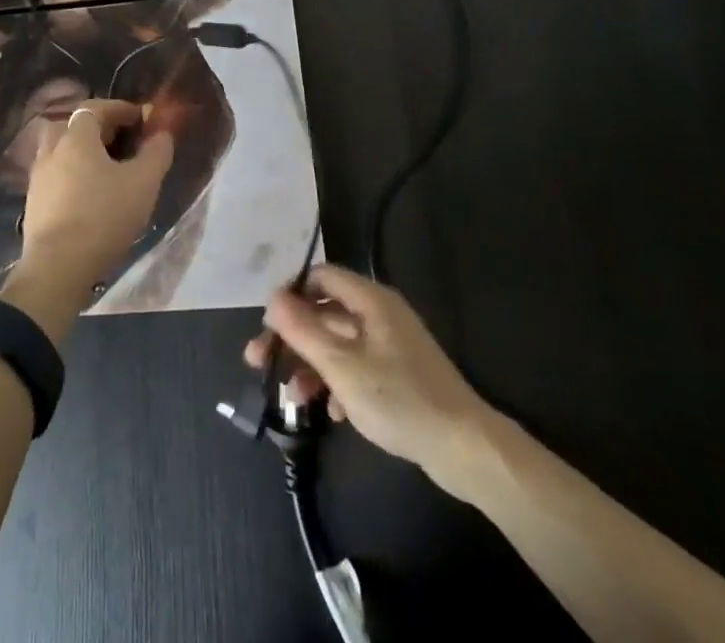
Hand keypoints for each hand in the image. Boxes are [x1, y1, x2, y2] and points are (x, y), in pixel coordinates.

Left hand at [20, 99, 173, 290]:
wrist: (57, 267)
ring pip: (61, 151)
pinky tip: (89, 194)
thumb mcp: (143, 183)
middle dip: (98, 128)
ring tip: (106, 170)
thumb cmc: (103, 216)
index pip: (96, 108)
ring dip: (82, 152)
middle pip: (72, 125)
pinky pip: (55, 175)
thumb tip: (161, 133)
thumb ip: (156, 152)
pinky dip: (72, 174)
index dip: (120, 109)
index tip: (141, 118)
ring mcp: (38, 176)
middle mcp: (52, 149)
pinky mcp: (33, 202)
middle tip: (121, 142)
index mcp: (76, 137)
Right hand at [246, 265, 489, 480]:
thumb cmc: (399, 399)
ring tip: (292, 397)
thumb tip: (272, 297)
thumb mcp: (342, 366)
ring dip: (311, 364)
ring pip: (338, 343)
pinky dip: (338, 383)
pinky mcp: (399, 374)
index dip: (290, 295)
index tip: (267, 325)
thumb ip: (303, 329)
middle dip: (292, 337)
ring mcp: (391, 345)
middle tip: (260, 362)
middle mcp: (380, 314)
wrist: (465, 449)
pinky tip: (331, 412)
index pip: (320, 277)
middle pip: (325, 311)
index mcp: (370, 300)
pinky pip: (357, 366)